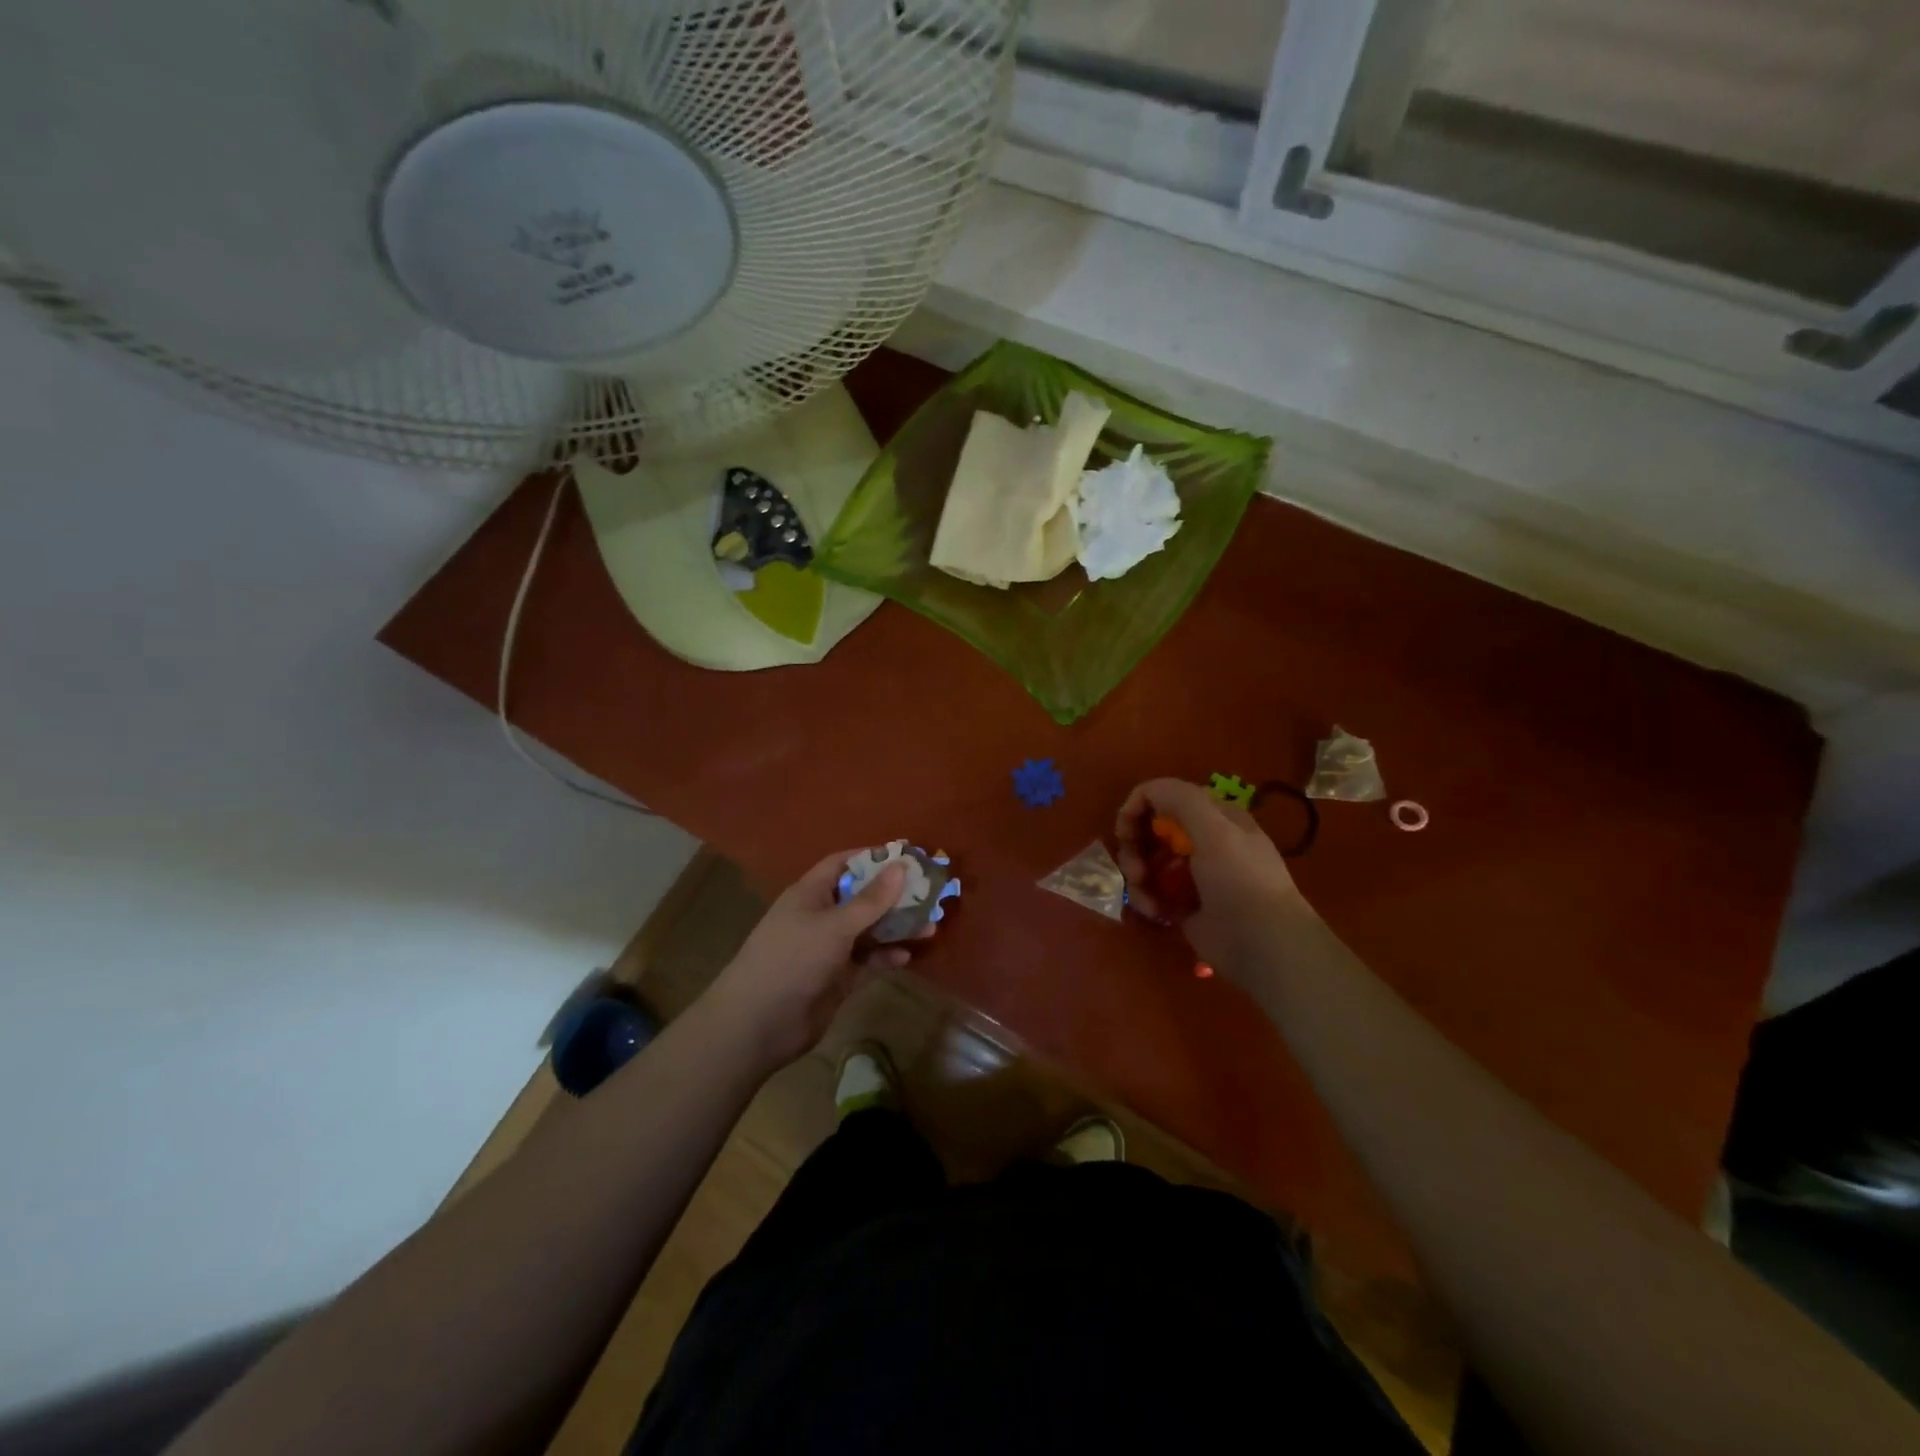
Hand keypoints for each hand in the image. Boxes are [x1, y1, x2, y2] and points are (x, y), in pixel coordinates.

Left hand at [701, 850, 921, 1072]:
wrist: (758, 1023)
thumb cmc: (793, 959)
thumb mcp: (835, 925)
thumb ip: (871, 900)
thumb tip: (900, 867)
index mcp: (810, 894)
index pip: (843, 864)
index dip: (872, 858)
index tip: (906, 857)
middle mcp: (819, 917)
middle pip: (861, 898)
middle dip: (893, 896)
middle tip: (929, 893)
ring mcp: (828, 950)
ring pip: (868, 932)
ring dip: (896, 928)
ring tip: (931, 926)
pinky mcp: (836, 979)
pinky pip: (866, 962)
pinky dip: (884, 958)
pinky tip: (906, 957)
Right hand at [1114, 778, 1309, 968]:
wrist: (1263, 944)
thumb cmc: (1240, 880)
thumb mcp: (1214, 828)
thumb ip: (1178, 798)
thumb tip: (1143, 793)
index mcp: (1215, 816)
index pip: (1166, 797)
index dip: (1141, 807)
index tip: (1126, 829)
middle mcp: (1203, 841)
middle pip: (1151, 830)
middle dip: (1135, 846)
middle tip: (1135, 867)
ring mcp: (1192, 874)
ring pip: (1147, 862)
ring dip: (1137, 875)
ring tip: (1144, 894)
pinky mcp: (1183, 904)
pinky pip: (1151, 892)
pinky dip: (1146, 898)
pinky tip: (1155, 911)